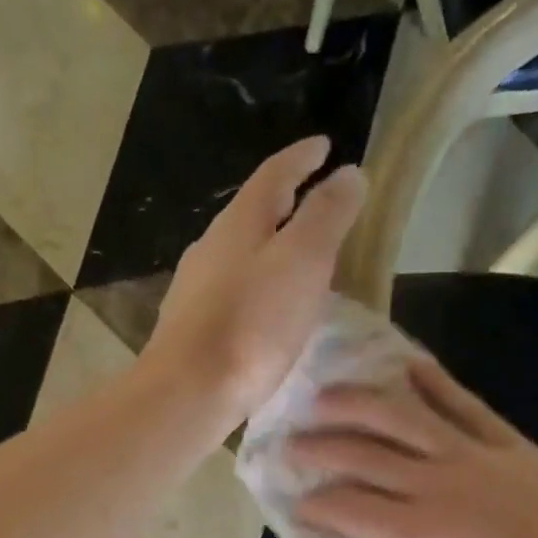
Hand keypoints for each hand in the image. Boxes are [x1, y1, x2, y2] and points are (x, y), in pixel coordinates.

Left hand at [141, 137, 366, 434]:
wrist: (189, 391)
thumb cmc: (252, 325)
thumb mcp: (303, 261)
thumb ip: (327, 216)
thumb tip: (348, 173)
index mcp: (239, 222)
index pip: (274, 173)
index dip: (302, 157)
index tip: (324, 146)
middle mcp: (210, 247)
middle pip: (251, 213)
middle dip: (284, 203)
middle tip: (314, 205)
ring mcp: (194, 289)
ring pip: (238, 255)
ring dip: (268, 249)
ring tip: (296, 260)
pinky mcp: (190, 327)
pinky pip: (231, 293)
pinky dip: (255, 288)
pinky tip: (264, 310)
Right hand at [291, 357, 537, 537]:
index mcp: (418, 536)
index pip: (347, 508)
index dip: (313, 503)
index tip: (292, 501)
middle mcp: (438, 485)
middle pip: (364, 454)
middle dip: (319, 447)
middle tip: (289, 442)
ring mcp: (478, 458)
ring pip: (405, 415)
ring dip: (358, 402)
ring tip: (325, 393)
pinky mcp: (513, 447)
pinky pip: (466, 404)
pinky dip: (433, 382)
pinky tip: (407, 366)